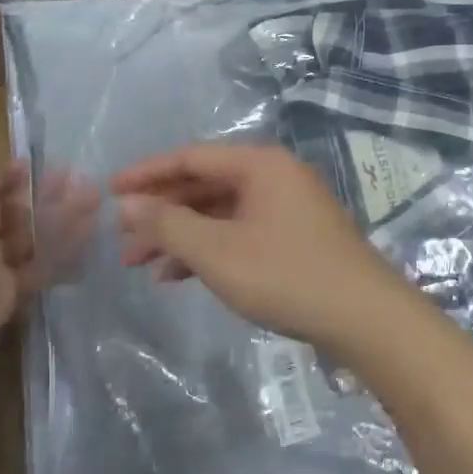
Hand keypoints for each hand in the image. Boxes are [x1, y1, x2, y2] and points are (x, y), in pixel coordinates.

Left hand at [0, 156, 96, 351]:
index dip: (1, 174)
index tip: (29, 166)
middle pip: (4, 208)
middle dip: (36, 191)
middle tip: (73, 178)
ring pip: (26, 232)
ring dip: (57, 213)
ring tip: (92, 197)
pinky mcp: (7, 290)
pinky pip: (39, 263)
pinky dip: (64, 247)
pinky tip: (88, 228)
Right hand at [112, 143, 411, 349]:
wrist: (364, 316)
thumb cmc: (286, 275)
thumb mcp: (218, 251)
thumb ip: (170, 224)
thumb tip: (128, 203)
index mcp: (260, 164)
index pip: (191, 157)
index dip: (147, 174)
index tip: (108, 192)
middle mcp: (275, 175)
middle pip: (205, 184)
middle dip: (162, 212)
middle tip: (122, 242)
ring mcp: (288, 205)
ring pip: (221, 211)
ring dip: (182, 235)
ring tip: (141, 265)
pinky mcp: (295, 235)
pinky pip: (240, 230)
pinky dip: (210, 249)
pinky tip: (179, 277)